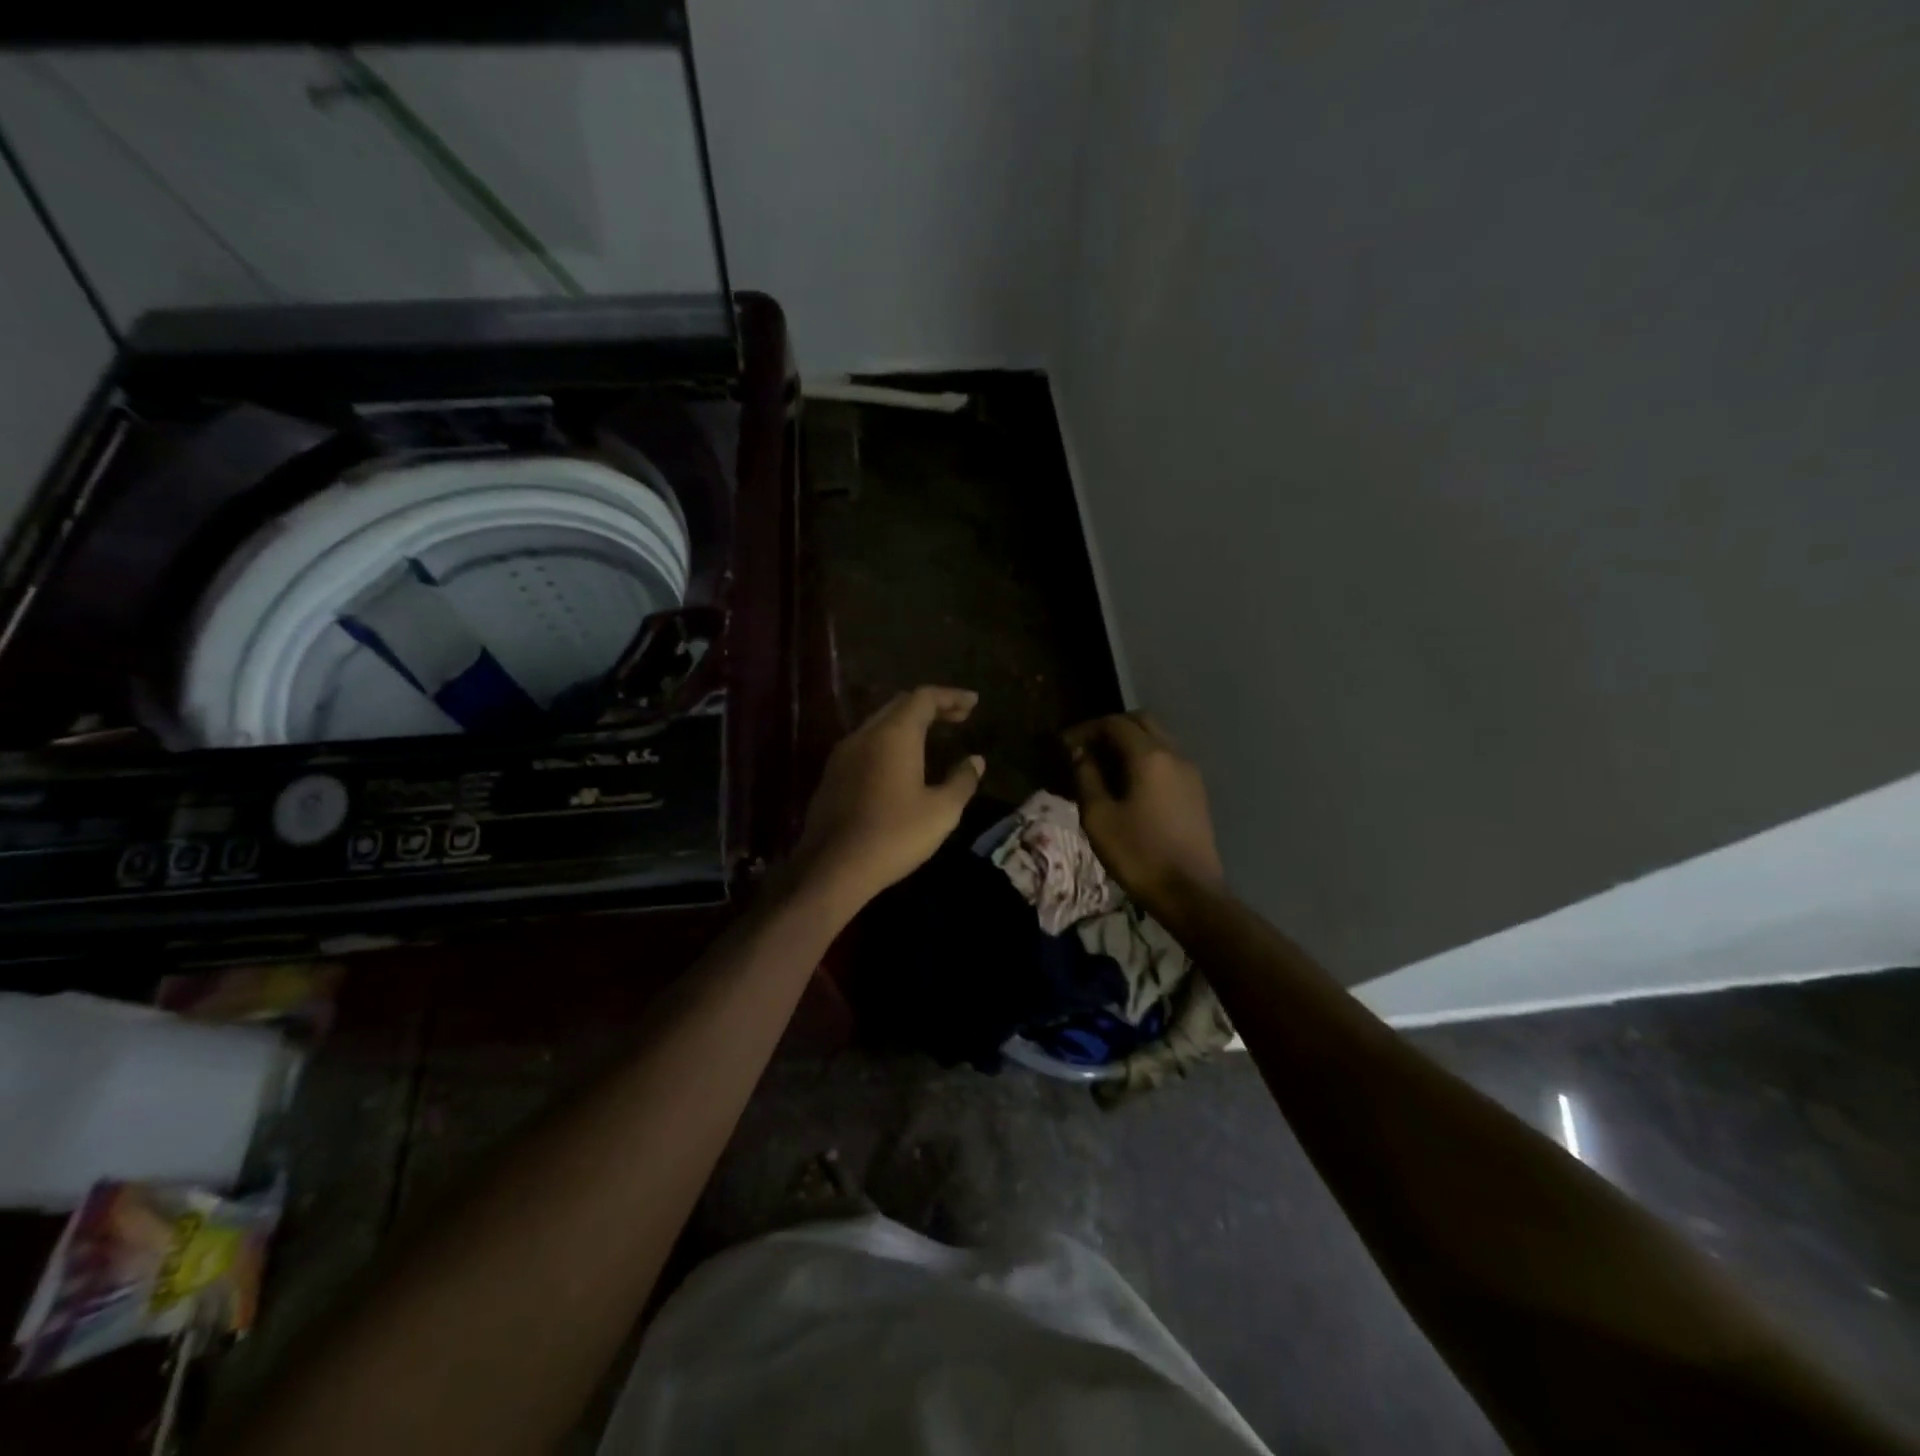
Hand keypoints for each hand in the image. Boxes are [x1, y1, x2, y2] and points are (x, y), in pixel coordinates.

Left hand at [795, 686, 984, 907]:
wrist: (833, 867)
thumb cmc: (894, 835)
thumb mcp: (941, 812)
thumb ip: (962, 781)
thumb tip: (976, 761)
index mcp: (894, 735)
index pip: (924, 698)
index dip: (951, 696)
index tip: (973, 702)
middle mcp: (865, 734)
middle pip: (899, 705)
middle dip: (930, 706)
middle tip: (958, 716)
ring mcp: (843, 754)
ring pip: (879, 723)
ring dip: (907, 722)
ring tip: (932, 735)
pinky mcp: (831, 775)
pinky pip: (865, 743)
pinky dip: (889, 741)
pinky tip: (899, 762)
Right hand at [1065, 711, 1223, 912]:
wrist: (1189, 892)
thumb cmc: (1138, 854)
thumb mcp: (1098, 817)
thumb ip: (1086, 777)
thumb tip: (1080, 753)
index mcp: (1149, 756)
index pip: (1115, 724)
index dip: (1087, 729)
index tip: (1066, 745)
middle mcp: (1174, 755)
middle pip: (1142, 722)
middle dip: (1112, 729)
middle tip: (1086, 749)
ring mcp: (1190, 773)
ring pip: (1158, 740)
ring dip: (1130, 744)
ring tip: (1104, 768)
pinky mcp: (1196, 792)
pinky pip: (1167, 760)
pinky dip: (1145, 760)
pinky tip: (1128, 785)